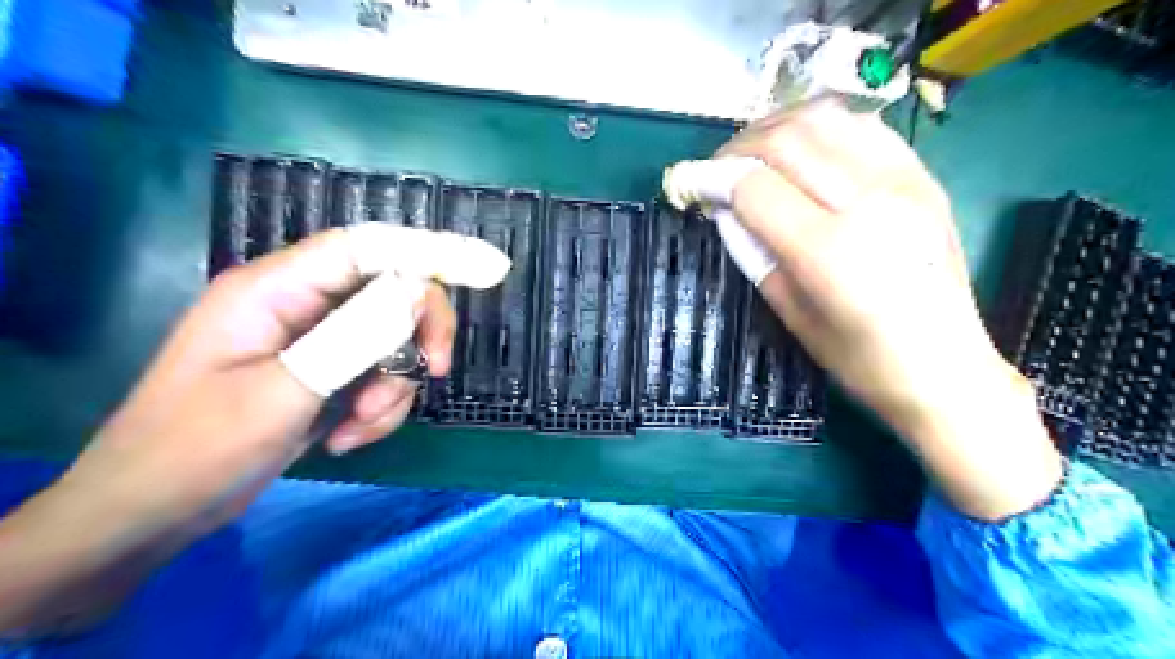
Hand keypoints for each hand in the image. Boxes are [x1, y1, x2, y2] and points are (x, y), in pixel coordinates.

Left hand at [0, 224, 498, 634]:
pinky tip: (345, 439)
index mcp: (275, 288)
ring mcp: (314, 342)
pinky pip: (377, 378)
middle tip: (434, 373)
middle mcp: (300, 304)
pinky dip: (377, 409)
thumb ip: (353, 337)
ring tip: (358, 427)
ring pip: (391, 344)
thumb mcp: (282, 393)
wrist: (150, 516)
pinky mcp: (324, 375)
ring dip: (391, 389)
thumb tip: (418, 290)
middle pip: (391, 294)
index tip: (489, 269)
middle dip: (418, 337)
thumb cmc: (196, 449)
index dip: (430, 250)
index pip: (367, 247)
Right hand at [722, 99, 1060, 518]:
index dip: (711, 178)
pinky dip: (819, 128)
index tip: (688, 182)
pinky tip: (802, 151)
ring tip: (753, 155)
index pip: (755, 188)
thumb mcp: (793, 317)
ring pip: (824, 118)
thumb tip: (722, 208)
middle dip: (736, 148)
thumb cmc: (862, 362)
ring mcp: (904, 182)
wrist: (949, 370)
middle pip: (786, 141)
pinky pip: (861, 127)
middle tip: (716, 170)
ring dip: (775, 128)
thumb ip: (753, 255)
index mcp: (832, 253)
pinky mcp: (923, 176)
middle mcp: (870, 204)